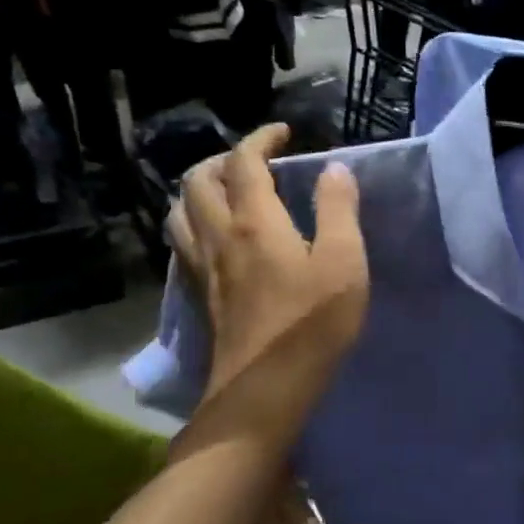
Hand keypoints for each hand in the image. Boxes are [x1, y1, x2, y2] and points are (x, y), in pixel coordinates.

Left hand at [167, 125, 368, 446]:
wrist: (264, 390)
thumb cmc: (312, 324)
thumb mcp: (343, 262)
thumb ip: (339, 210)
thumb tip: (334, 169)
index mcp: (255, 221)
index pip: (245, 162)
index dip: (261, 139)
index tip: (283, 132)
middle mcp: (219, 236)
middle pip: (198, 181)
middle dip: (223, 159)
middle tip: (255, 161)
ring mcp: (203, 269)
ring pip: (181, 212)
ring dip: (199, 190)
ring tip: (227, 193)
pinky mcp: (201, 297)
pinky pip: (184, 244)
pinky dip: (195, 223)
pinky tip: (218, 239)